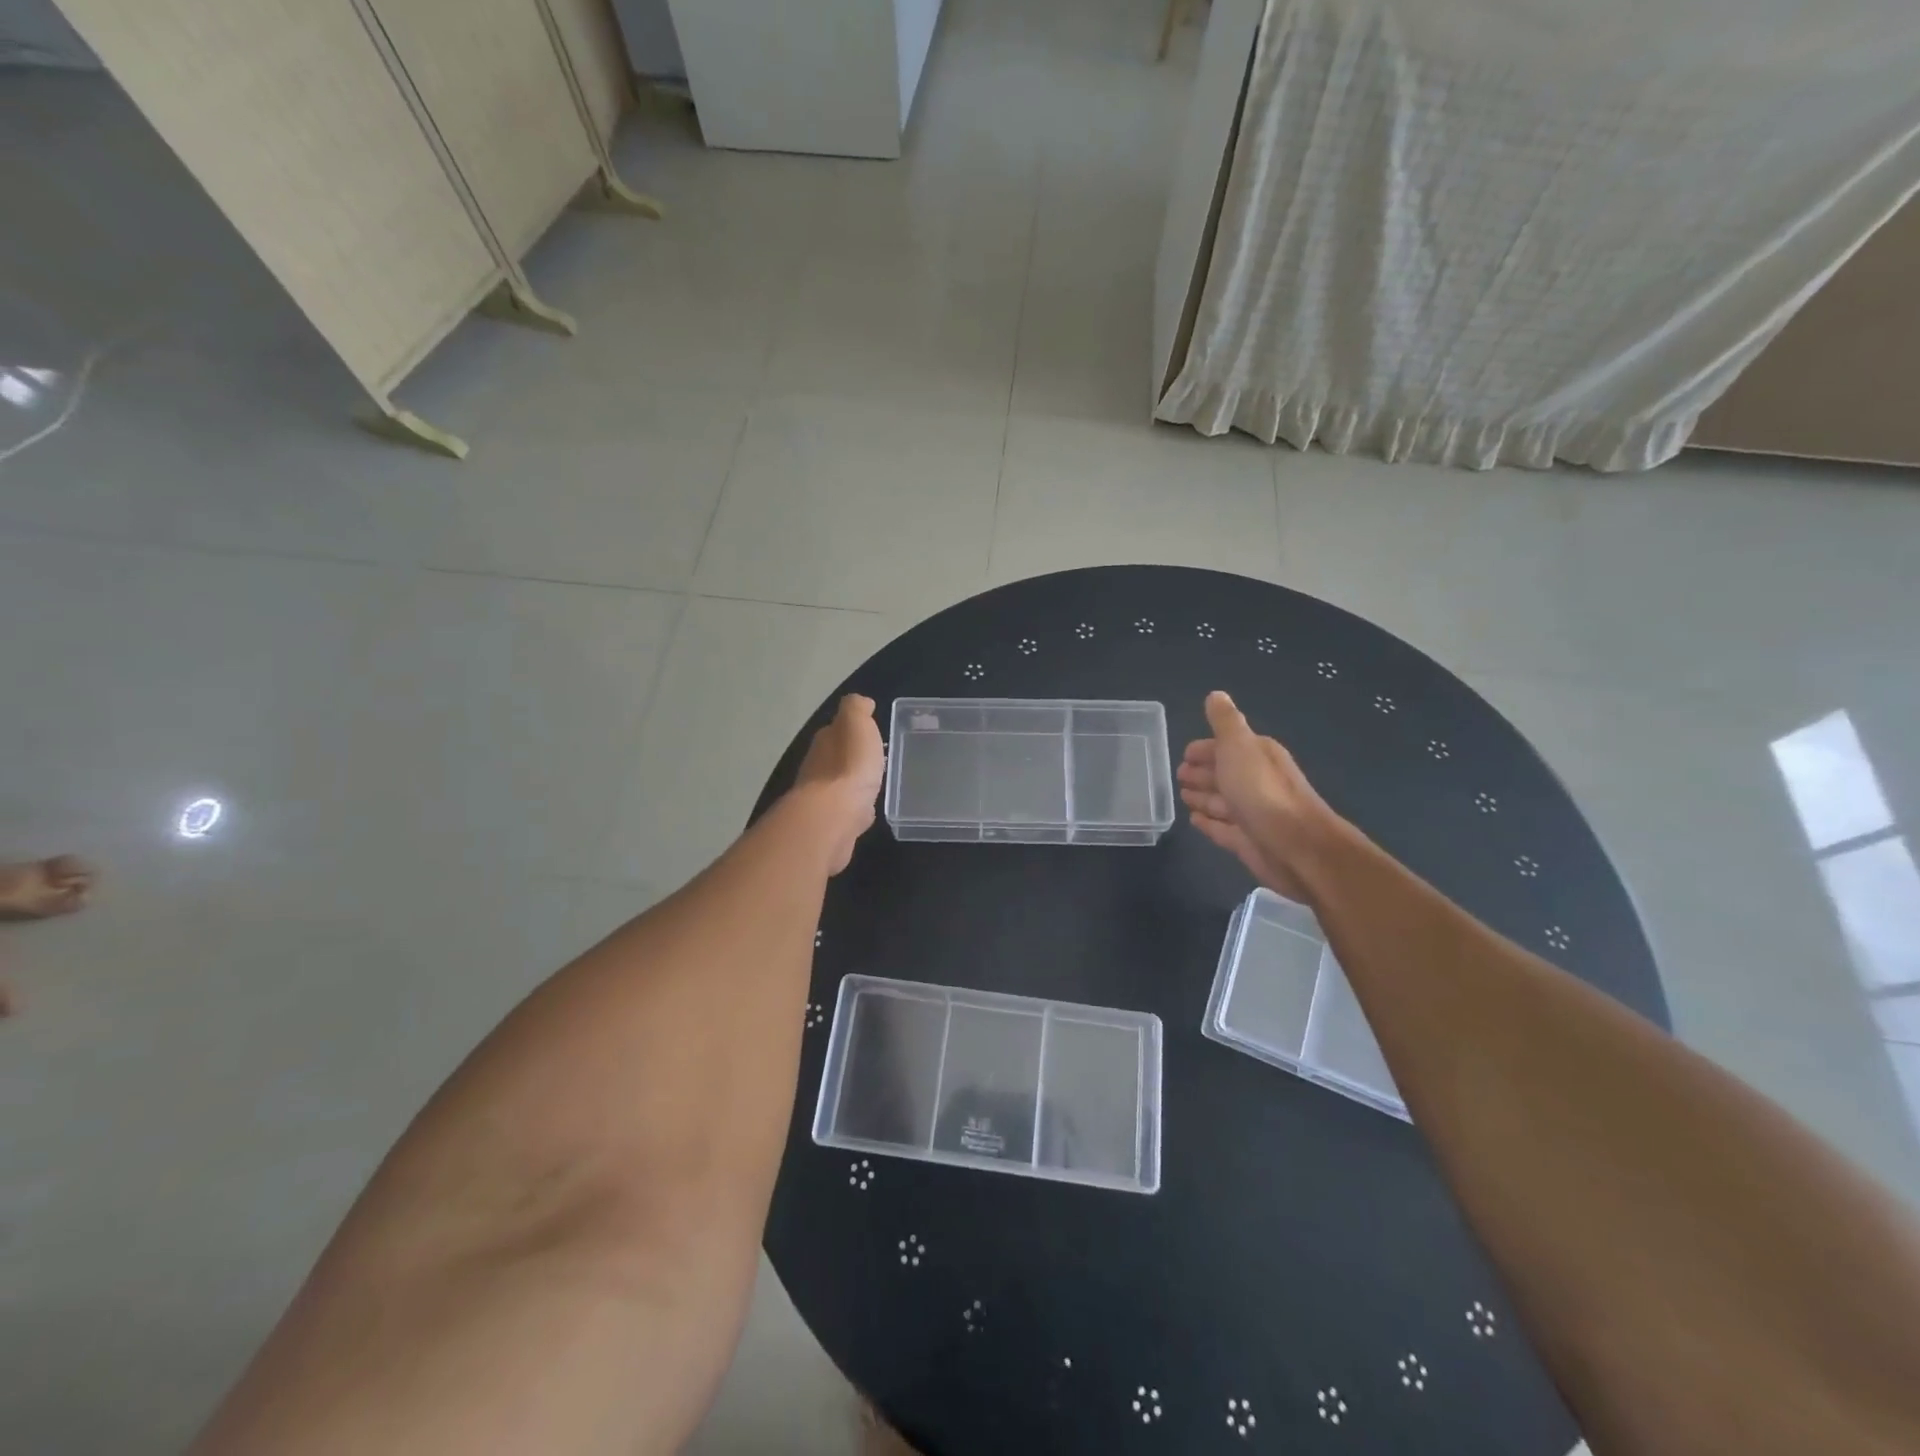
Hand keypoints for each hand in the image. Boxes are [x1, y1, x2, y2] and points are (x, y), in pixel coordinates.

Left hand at [795, 695, 885, 874]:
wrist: (834, 817)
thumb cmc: (849, 766)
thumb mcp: (856, 724)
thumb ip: (856, 709)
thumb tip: (861, 702)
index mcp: (825, 741)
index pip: (836, 730)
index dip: (851, 729)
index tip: (869, 730)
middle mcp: (817, 767)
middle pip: (835, 757)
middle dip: (851, 757)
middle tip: (873, 758)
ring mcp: (822, 797)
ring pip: (840, 784)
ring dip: (853, 782)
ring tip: (872, 783)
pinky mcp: (831, 823)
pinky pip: (846, 809)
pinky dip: (855, 807)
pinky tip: (865, 810)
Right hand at [1178, 691, 1338, 899]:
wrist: (1297, 847)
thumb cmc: (1262, 792)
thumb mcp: (1239, 746)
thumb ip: (1225, 722)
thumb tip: (1216, 695)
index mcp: (1257, 756)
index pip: (1225, 747)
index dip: (1204, 750)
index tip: (1182, 755)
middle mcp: (1257, 782)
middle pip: (1224, 774)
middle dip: (1201, 772)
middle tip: (1177, 776)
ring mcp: (1252, 813)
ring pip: (1221, 802)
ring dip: (1203, 797)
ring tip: (1181, 797)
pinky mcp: (1248, 841)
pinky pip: (1222, 828)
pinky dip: (1208, 823)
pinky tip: (1194, 821)